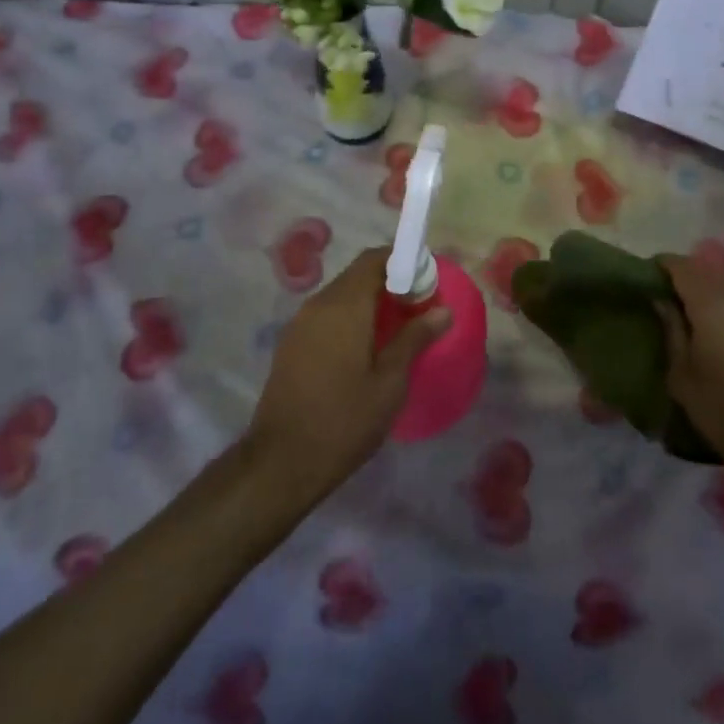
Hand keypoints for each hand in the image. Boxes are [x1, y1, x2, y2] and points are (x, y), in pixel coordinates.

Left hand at [244, 247, 447, 504]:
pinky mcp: (291, 344)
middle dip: (390, 281)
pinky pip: (326, 314)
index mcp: (344, 306)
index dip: (403, 261)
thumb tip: (443, 310)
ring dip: (369, 300)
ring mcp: (300, 324)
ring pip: (341, 294)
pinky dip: (350, 316)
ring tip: (397, 327)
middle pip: (357, 274)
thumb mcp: (389, 384)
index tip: (427, 281)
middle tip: (418, 305)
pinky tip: (366, 346)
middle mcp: (318, 305)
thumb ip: (414, 339)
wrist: (280, 464)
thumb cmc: (343, 421)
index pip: (374, 259)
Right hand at [657, 255, 723, 477]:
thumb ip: (671, 331)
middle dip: (688, 281)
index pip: (682, 266)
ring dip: (714, 296)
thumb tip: (663, 301)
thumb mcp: (682, 377)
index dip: (662, 266)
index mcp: (713, 304)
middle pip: (709, 274)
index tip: (648, 280)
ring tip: (703, 324)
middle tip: (672, 304)